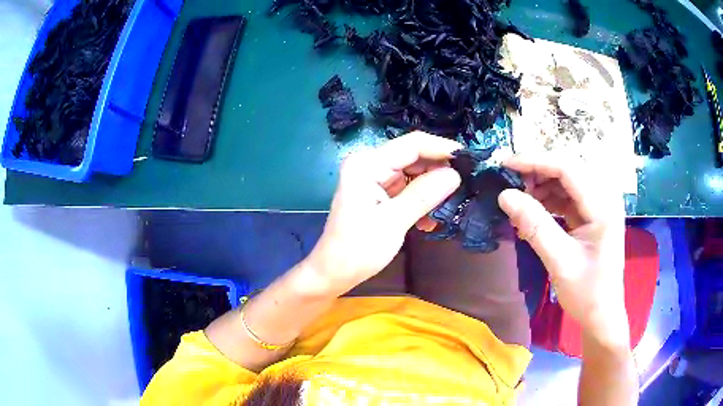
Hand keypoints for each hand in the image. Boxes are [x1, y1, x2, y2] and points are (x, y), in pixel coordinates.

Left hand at [306, 132, 461, 295]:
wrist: (334, 272)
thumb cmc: (358, 249)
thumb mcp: (394, 221)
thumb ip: (424, 194)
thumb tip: (455, 174)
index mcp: (367, 164)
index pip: (412, 144)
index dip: (442, 148)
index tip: (470, 159)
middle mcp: (369, 164)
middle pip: (413, 157)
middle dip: (439, 171)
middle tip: (464, 186)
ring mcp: (373, 179)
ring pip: (412, 173)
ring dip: (431, 189)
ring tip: (449, 206)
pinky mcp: (377, 193)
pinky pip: (406, 188)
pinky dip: (420, 200)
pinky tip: (428, 221)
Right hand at [498, 154, 628, 342]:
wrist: (602, 314)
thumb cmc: (587, 293)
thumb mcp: (560, 261)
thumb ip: (534, 226)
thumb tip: (504, 195)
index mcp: (602, 205)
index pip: (567, 167)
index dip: (535, 161)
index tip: (505, 165)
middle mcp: (604, 196)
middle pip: (567, 168)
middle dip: (536, 172)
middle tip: (509, 184)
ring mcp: (599, 204)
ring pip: (566, 180)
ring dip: (541, 185)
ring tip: (518, 200)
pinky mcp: (592, 214)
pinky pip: (567, 196)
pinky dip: (548, 199)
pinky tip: (532, 211)